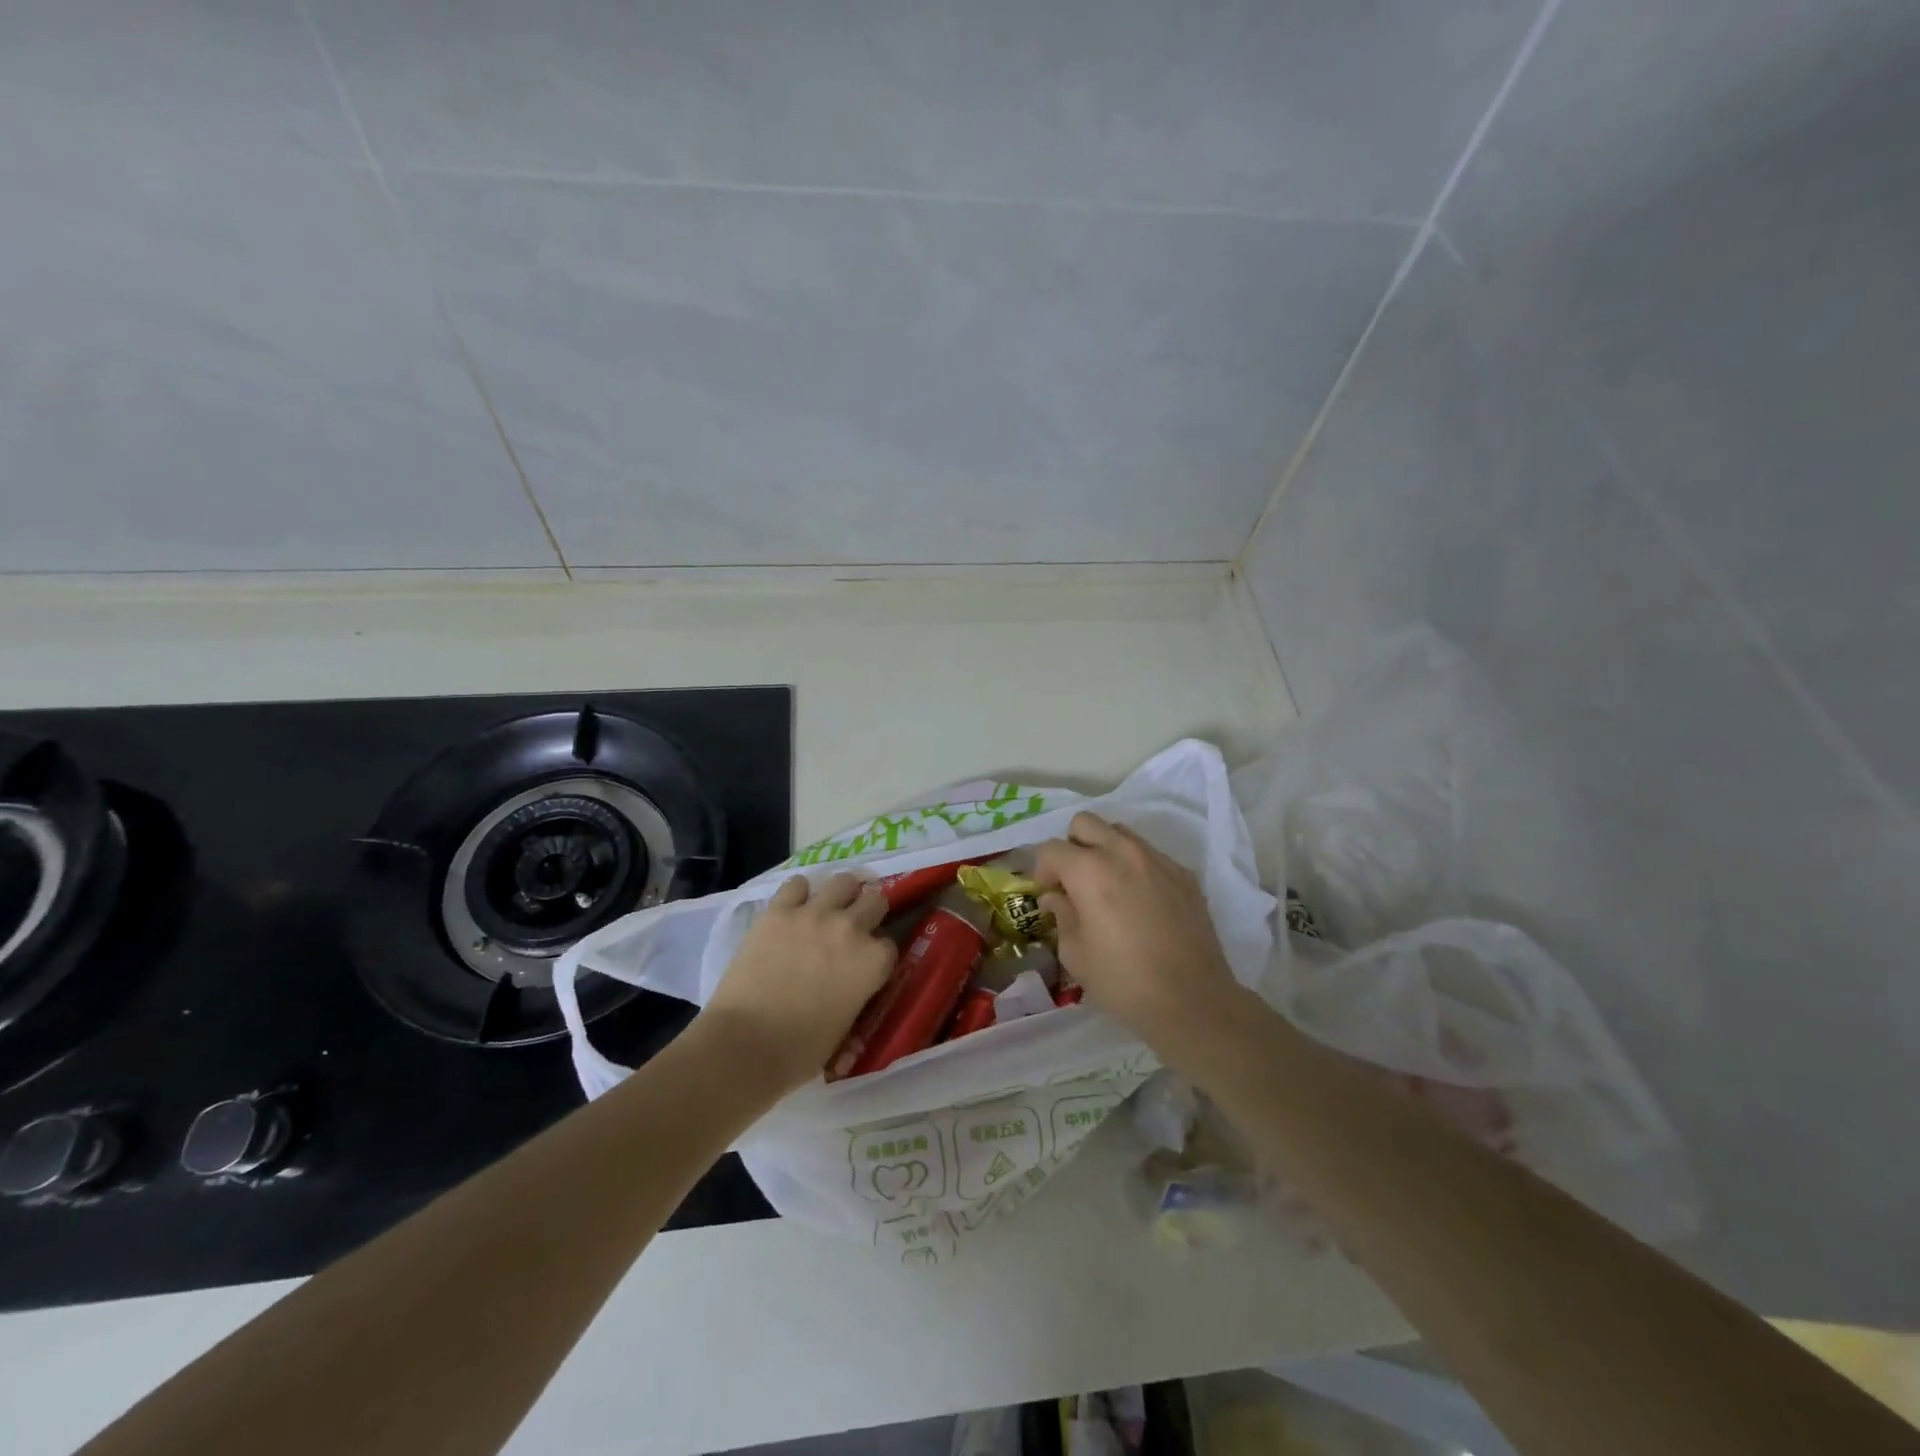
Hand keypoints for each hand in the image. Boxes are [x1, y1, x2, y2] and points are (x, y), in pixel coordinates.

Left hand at [700, 872, 895, 1093]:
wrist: (744, 1045)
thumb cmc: (799, 1051)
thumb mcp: (847, 1024)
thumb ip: (857, 990)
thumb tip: (852, 981)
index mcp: (873, 962)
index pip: (889, 944)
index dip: (877, 953)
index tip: (866, 963)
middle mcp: (850, 929)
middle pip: (875, 901)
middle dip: (869, 913)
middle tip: (854, 928)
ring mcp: (813, 914)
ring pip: (843, 881)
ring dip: (841, 894)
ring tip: (830, 908)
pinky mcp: (778, 911)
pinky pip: (797, 884)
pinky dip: (799, 894)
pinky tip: (794, 908)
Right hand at [1034, 812, 1241, 1039]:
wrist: (1193, 1000)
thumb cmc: (1123, 981)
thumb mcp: (1075, 954)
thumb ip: (1061, 915)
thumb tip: (1056, 897)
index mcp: (1089, 870)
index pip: (1051, 848)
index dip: (1042, 870)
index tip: (1048, 894)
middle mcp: (1123, 852)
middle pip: (1085, 823)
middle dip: (1072, 846)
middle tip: (1074, 881)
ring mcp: (1158, 860)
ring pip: (1120, 833)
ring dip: (1105, 850)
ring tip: (1108, 888)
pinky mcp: (1184, 874)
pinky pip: (1150, 855)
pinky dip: (1136, 868)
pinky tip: (1141, 903)